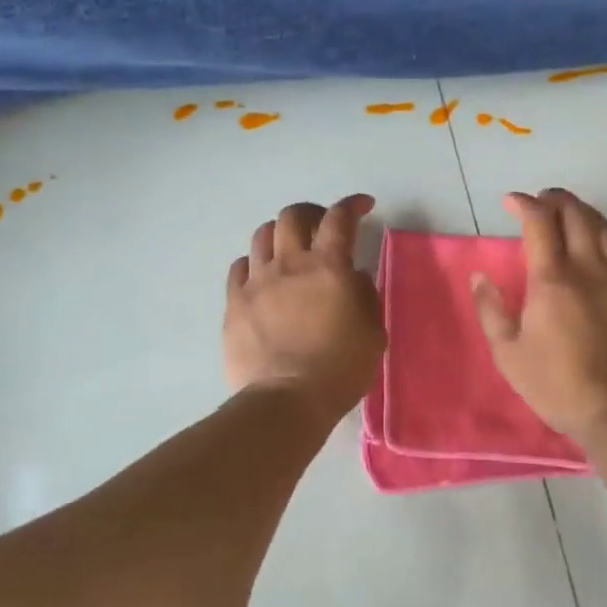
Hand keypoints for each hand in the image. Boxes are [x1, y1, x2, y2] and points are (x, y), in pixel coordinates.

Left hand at [225, 194, 385, 419]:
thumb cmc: (340, 368)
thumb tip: (354, 276)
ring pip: (262, 235)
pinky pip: (239, 267)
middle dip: (311, 212)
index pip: (340, 218)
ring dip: (280, 233)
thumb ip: (366, 295)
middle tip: (322, 226)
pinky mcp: (234, 303)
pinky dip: (255, 262)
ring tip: (290, 248)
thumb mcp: (373, 332)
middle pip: (293, 216)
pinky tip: (263, 275)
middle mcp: (290, 263)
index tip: (363, 206)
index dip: (352, 205)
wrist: (287, 401)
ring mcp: (257, 281)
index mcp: (329, 266)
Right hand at [471, 189, 606, 442]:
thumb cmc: (557, 385)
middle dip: (556, 199)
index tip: (511, 202)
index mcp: (552, 279)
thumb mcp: (509, 354)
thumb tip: (480, 277)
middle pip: (576, 214)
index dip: (524, 204)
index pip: (539, 222)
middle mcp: (588, 269)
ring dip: (584, 214)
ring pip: (604, 228)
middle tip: (542, 201)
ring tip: (571, 216)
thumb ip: (491, 310)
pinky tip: (605, 253)